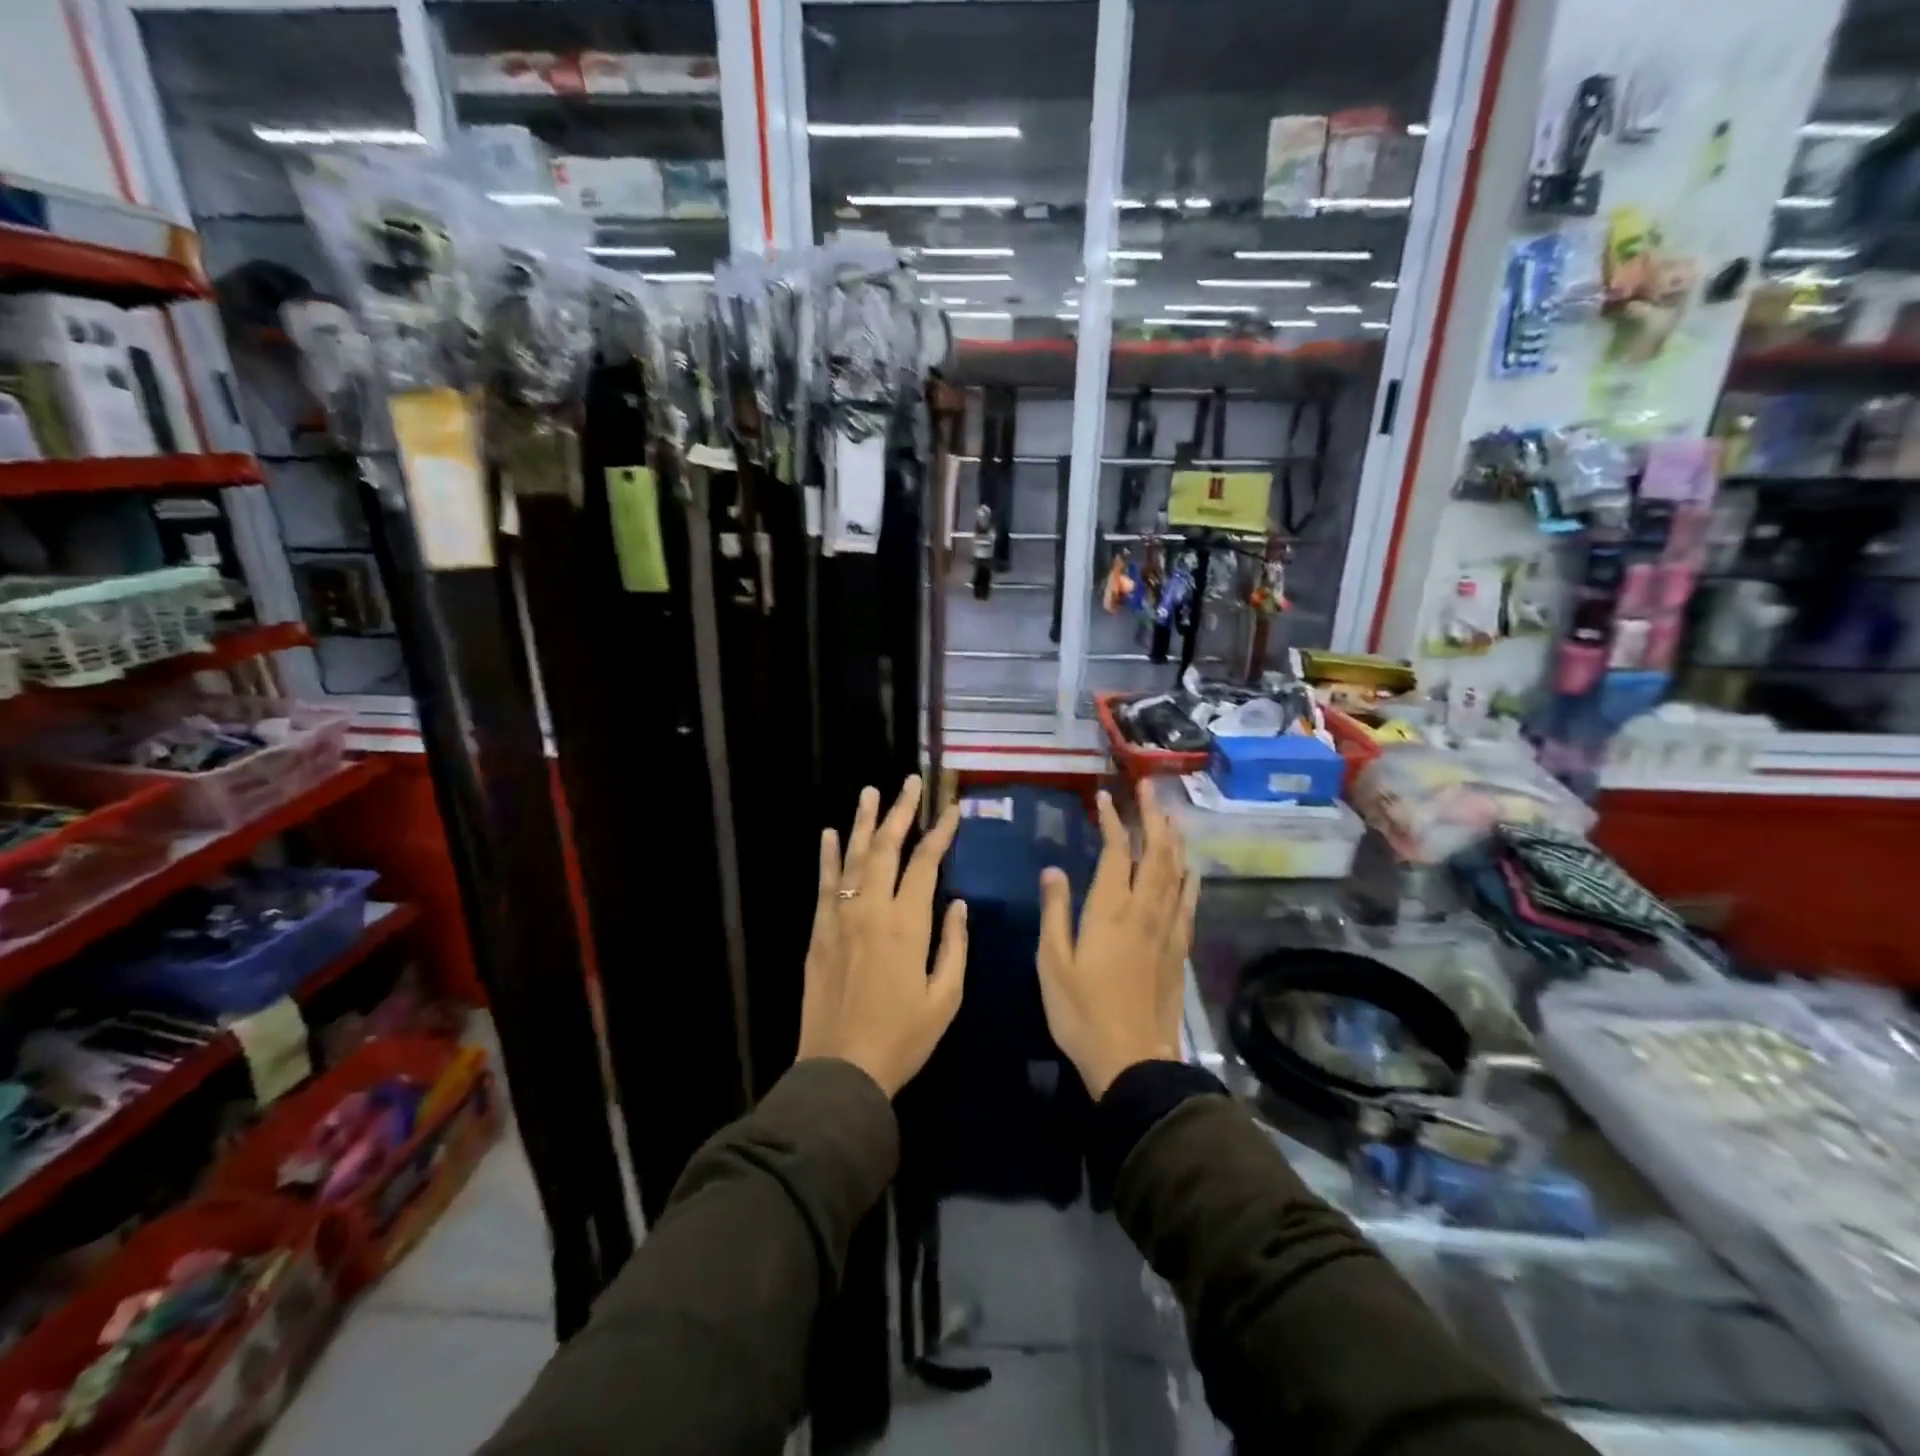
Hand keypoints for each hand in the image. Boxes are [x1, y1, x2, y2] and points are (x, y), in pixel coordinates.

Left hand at [796, 777, 967, 1097]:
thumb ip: (954, 945)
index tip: (950, 809)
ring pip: (852, 857)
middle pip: (886, 847)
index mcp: (907, 923)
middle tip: (909, 782)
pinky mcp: (818, 932)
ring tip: (870, 791)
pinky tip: (829, 833)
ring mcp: (840, 917)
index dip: (939, 832)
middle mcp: (871, 909)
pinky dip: (826, 856)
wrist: (841, 1070)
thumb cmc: (902, 1038)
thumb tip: (957, 903)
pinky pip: (823, 883)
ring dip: (862, 821)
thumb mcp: (946, 997)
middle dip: (900, 811)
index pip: (926, 862)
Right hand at [1037, 789, 1196, 1098]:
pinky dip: (1189, 876)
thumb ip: (1055, 912)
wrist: (1133, 1061)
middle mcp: (1144, 911)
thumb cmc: (1081, 1012)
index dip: (1112, 821)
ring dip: (1173, 838)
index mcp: (1110, 911)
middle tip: (1148, 789)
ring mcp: (1167, 929)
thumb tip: (1054, 869)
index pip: (1116, 852)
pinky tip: (1190, 866)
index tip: (1104, 798)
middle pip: (1156, 853)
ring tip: (1169, 814)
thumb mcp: (1052, 962)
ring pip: (1176, 872)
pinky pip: (1188, 901)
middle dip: (1153, 817)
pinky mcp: (1179, 949)